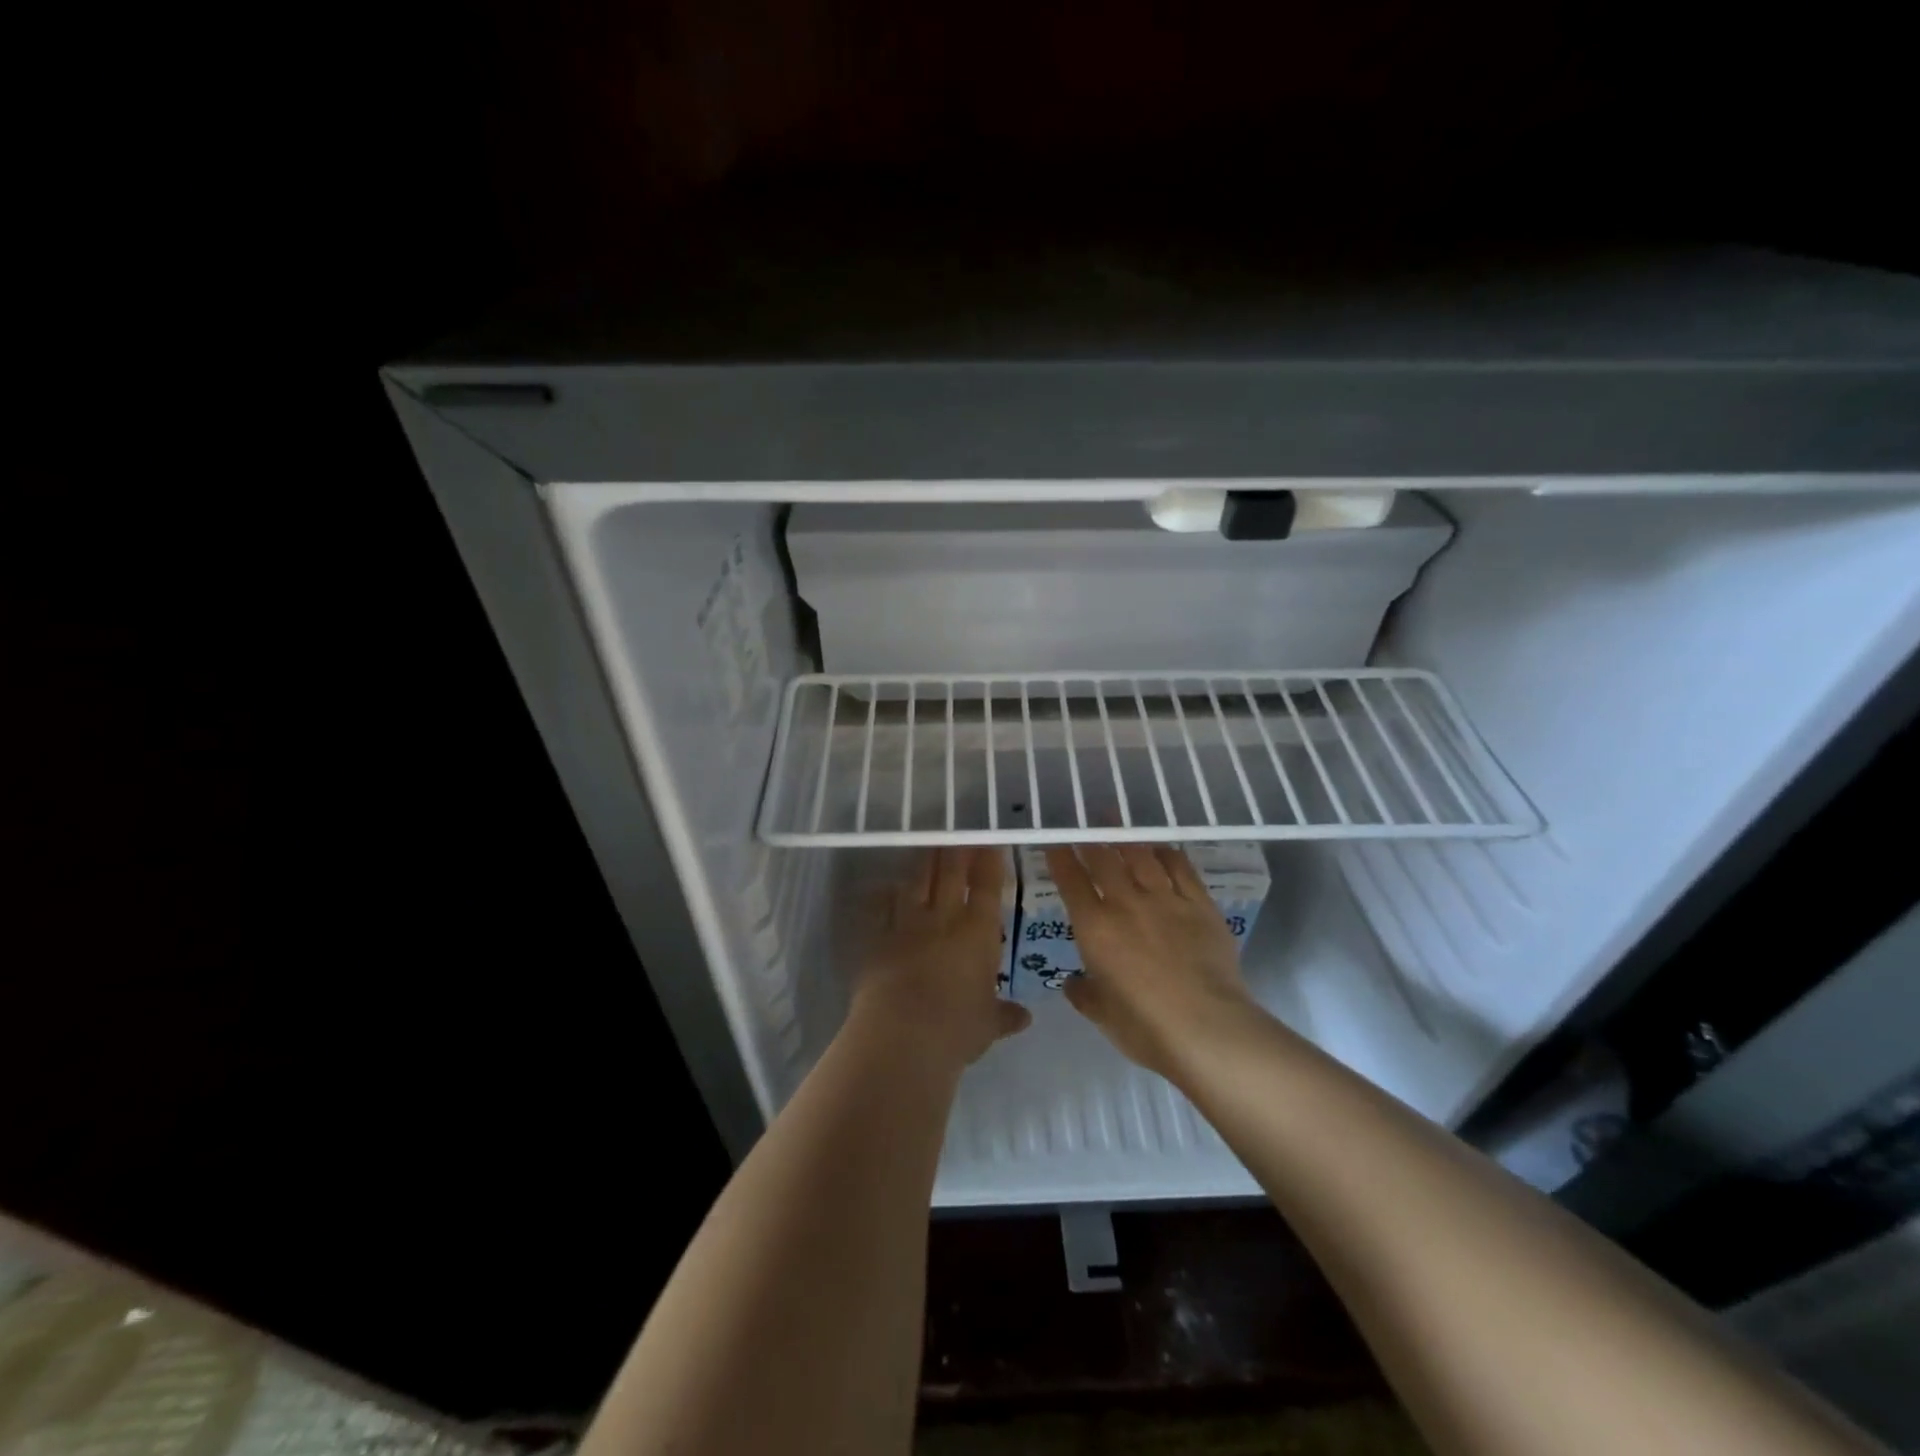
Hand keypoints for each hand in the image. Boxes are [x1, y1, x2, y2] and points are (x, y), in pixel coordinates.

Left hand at [849, 848, 1030, 1071]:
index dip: (990, 861)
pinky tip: (884, 886)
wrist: (901, 1036)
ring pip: (916, 882)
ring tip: (927, 845)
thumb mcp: (987, 1025)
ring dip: (923, 862)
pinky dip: (883, 895)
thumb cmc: (956, 1029)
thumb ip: (1004, 1015)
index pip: (987, 887)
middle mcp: (944, 919)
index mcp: (978, 933)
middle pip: (951, 873)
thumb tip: (1024, 1017)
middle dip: (957, 850)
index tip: (990, 841)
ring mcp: (907, 924)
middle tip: (958, 830)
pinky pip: (881, 908)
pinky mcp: (877, 937)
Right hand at [1045, 844, 1258, 1077]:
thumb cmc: (1145, 1026)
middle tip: (1085, 824)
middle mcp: (1126, 904)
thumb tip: (1073, 983)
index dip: (1060, 859)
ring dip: (1125, 837)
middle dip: (1091, 840)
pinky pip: (1181, 869)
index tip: (1054, 844)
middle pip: (1104, 860)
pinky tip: (1162, 848)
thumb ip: (1084, 993)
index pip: (1071, 882)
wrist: (1206, 1027)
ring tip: (1116, 822)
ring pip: (1141, 857)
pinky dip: (1167, 854)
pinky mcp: (1200, 905)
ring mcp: (1166, 900)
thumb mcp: (1103, 1014)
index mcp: (1095, 928)